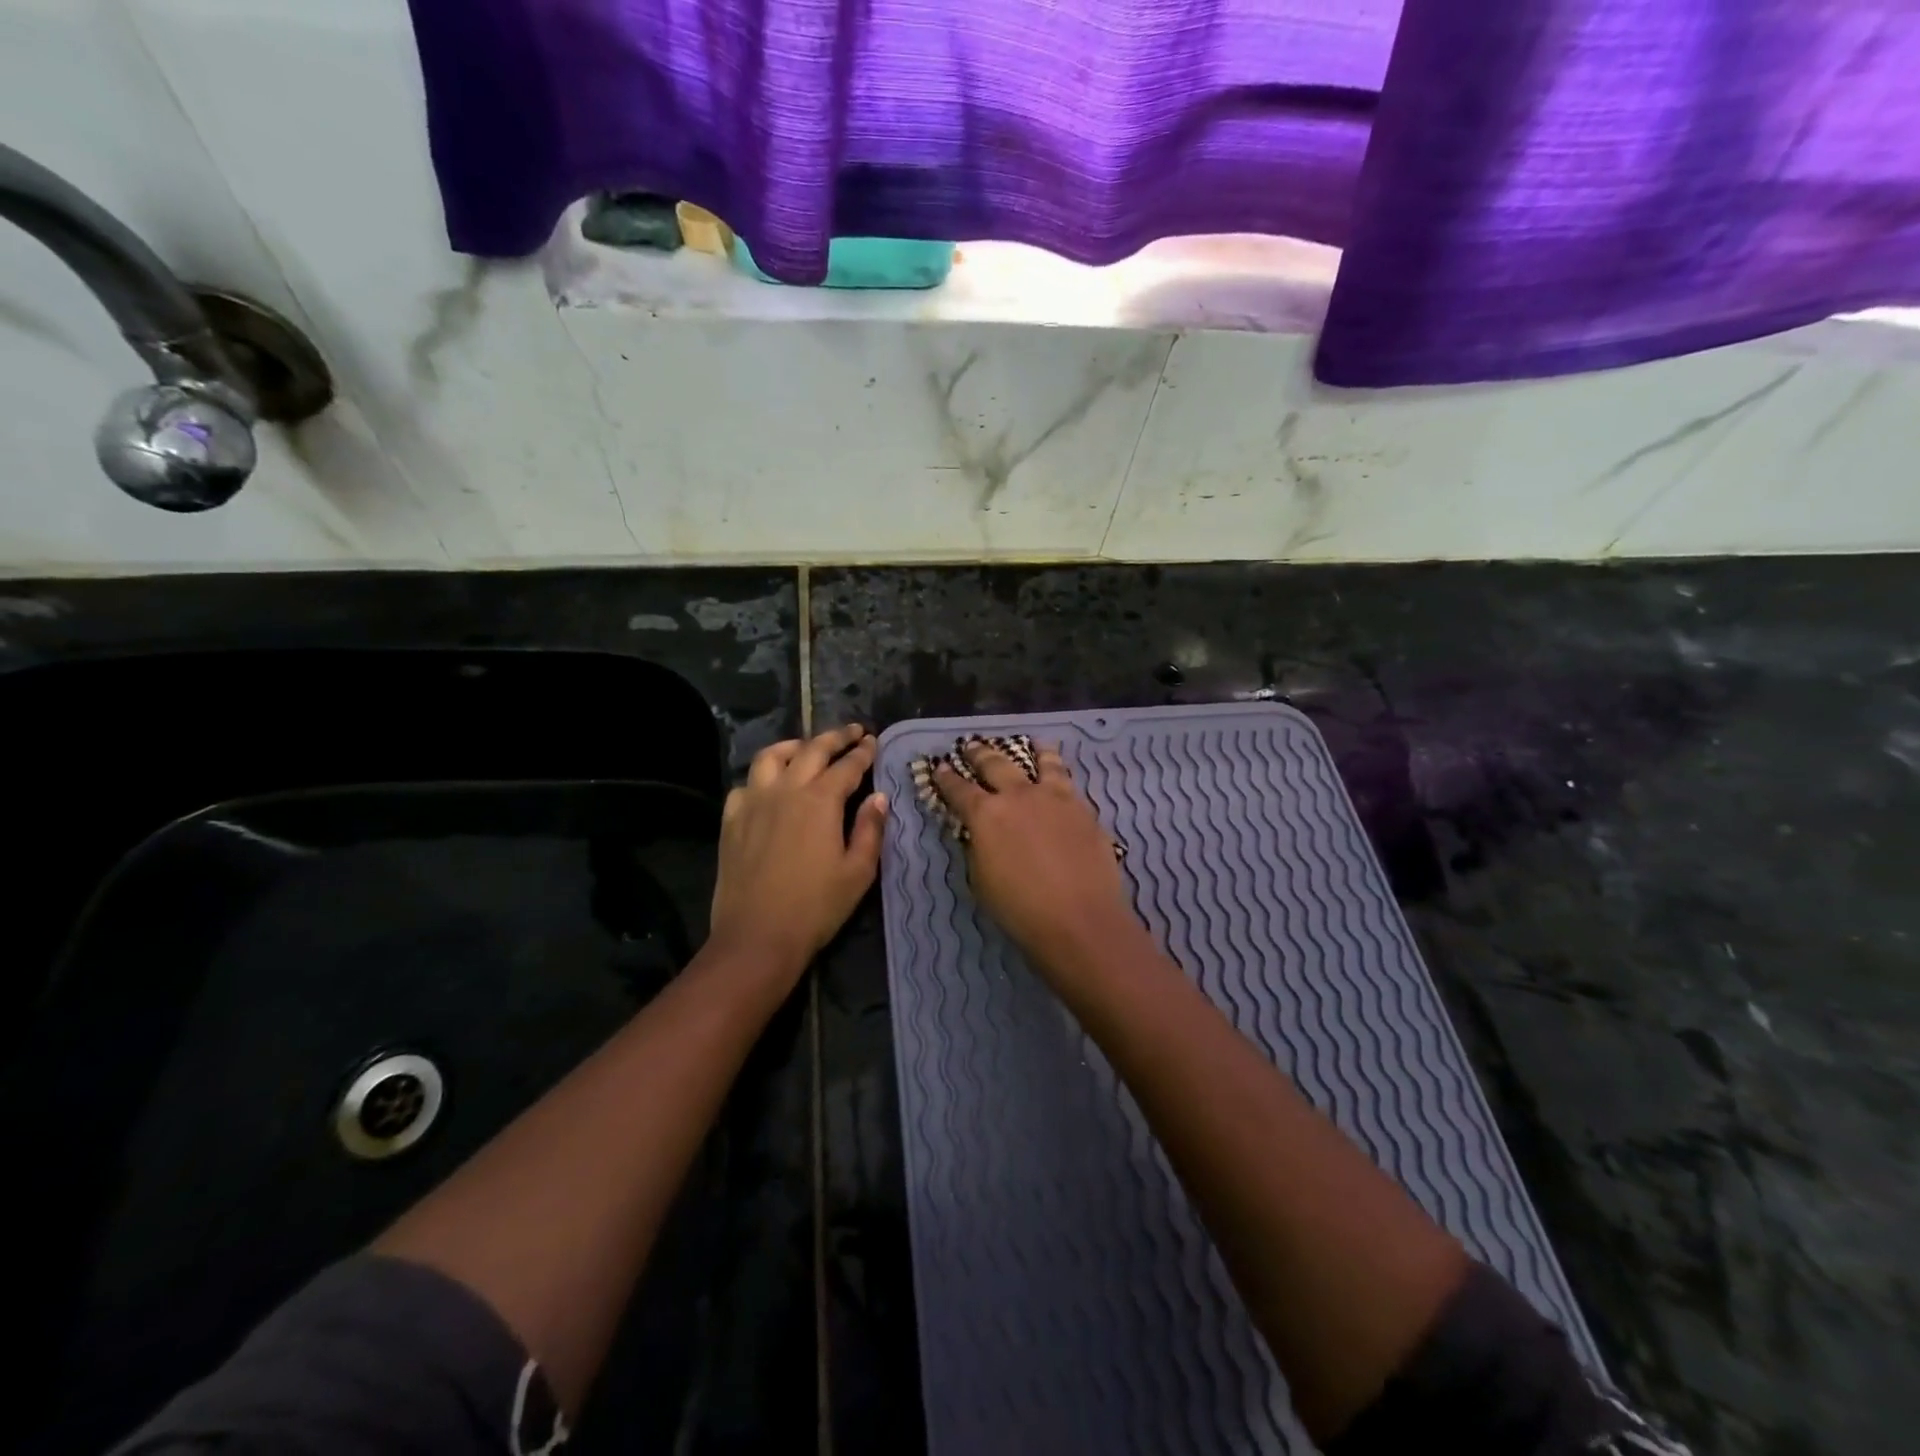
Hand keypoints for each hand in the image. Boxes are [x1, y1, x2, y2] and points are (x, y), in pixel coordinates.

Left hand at [708, 725, 887, 979]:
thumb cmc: (816, 907)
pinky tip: (768, 786)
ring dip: (794, 746)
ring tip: (806, 748)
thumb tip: (879, 798)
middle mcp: (786, 790)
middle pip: (812, 750)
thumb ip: (870, 829)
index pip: (847, 765)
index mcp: (821, 800)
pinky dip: (761, 777)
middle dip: (835, 737)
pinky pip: (745, 785)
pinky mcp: (731, 820)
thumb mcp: (858, 872)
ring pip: (771, 757)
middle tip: (852, 731)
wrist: (757, 936)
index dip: (863, 752)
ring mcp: (753, 802)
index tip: (873, 741)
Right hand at [932, 741, 1140, 975]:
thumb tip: (981, 834)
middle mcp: (1019, 795)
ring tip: (1033, 743)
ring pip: (1043, 763)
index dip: (946, 779)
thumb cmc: (1020, 909)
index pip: (959, 789)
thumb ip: (979, 848)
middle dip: (980, 753)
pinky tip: (1061, 774)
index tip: (939, 767)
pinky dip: (1059, 772)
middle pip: (996, 764)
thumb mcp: (982, 880)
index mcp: (986, 814)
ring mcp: (1055, 798)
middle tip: (971, 745)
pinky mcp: (1083, 809)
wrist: (1080, 918)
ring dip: (1034, 751)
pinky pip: (1068, 781)